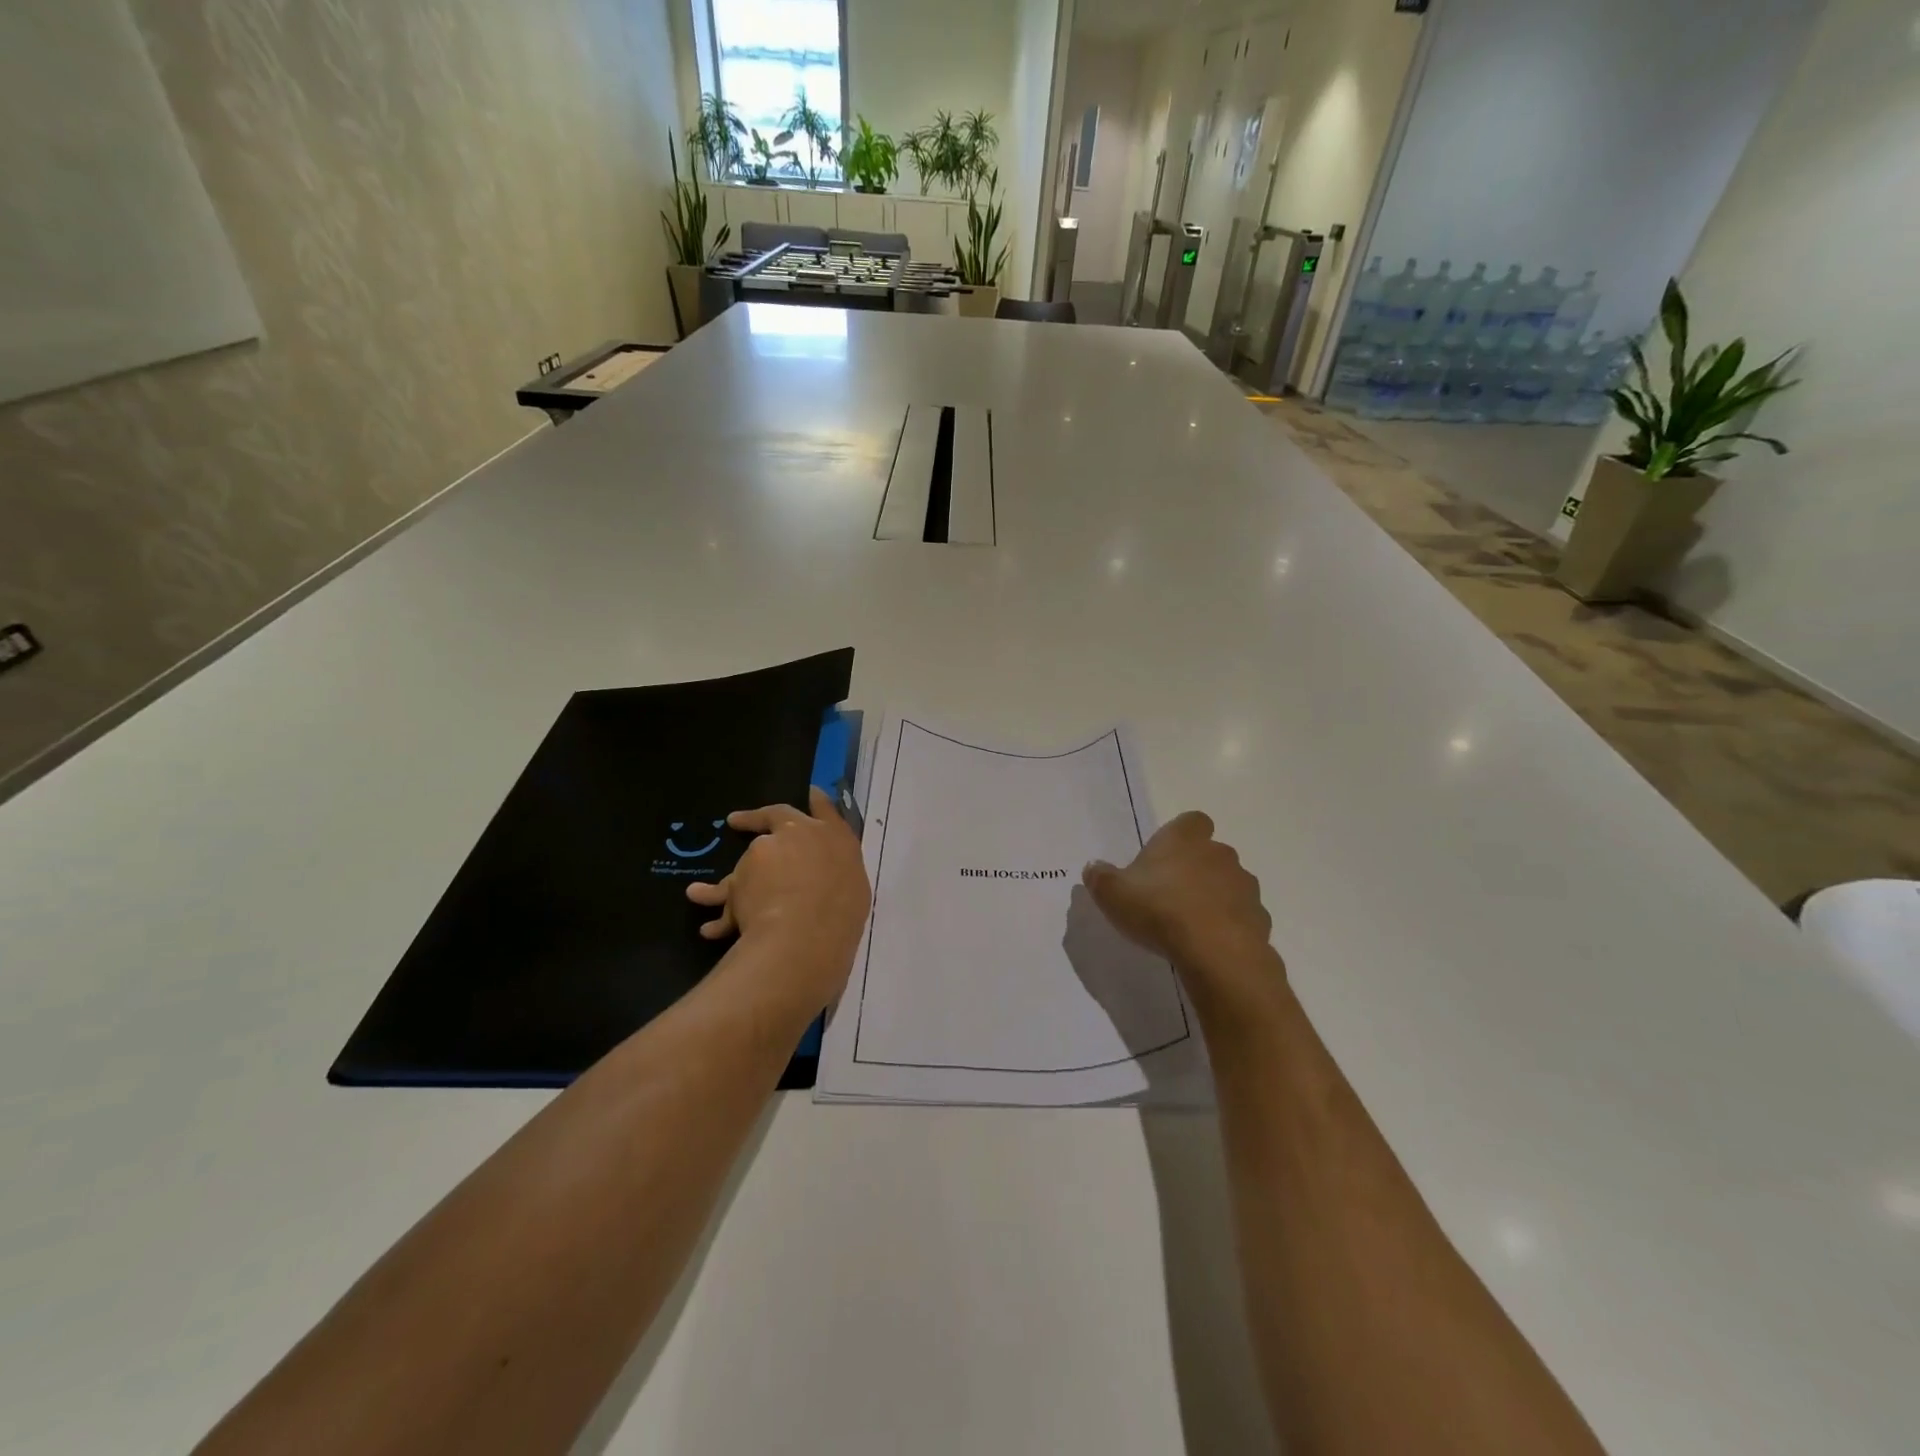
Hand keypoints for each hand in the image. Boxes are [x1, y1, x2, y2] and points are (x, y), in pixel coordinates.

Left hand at [687, 787, 870, 1012]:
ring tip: (700, 894)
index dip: (816, 800)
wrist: (806, 930)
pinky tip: (708, 927)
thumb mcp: (854, 889)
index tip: (809, 791)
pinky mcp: (738, 880)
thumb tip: (825, 881)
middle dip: (756, 818)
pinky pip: (725, 896)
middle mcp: (797, 836)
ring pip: (743, 866)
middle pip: (776, 816)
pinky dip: (716, 908)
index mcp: (833, 837)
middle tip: (736, 821)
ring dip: (730, 881)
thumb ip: (837, 876)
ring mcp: (764, 854)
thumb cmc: (843, 912)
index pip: (826, 809)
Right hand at [1082, 811, 1284, 1012]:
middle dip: (1195, 869)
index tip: (1164, 857)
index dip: (1180, 836)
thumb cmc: (1159, 910)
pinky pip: (1241, 915)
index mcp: (1184, 838)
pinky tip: (1210, 944)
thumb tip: (1094, 867)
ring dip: (1214, 896)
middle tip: (1170, 895)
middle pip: (1210, 852)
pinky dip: (1229, 925)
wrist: (1215, 952)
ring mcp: (1244, 885)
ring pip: (1228, 883)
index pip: (1191, 822)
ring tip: (1190, 924)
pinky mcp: (1260, 917)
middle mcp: (1219, 853)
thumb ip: (1100, 877)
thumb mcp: (1112, 893)